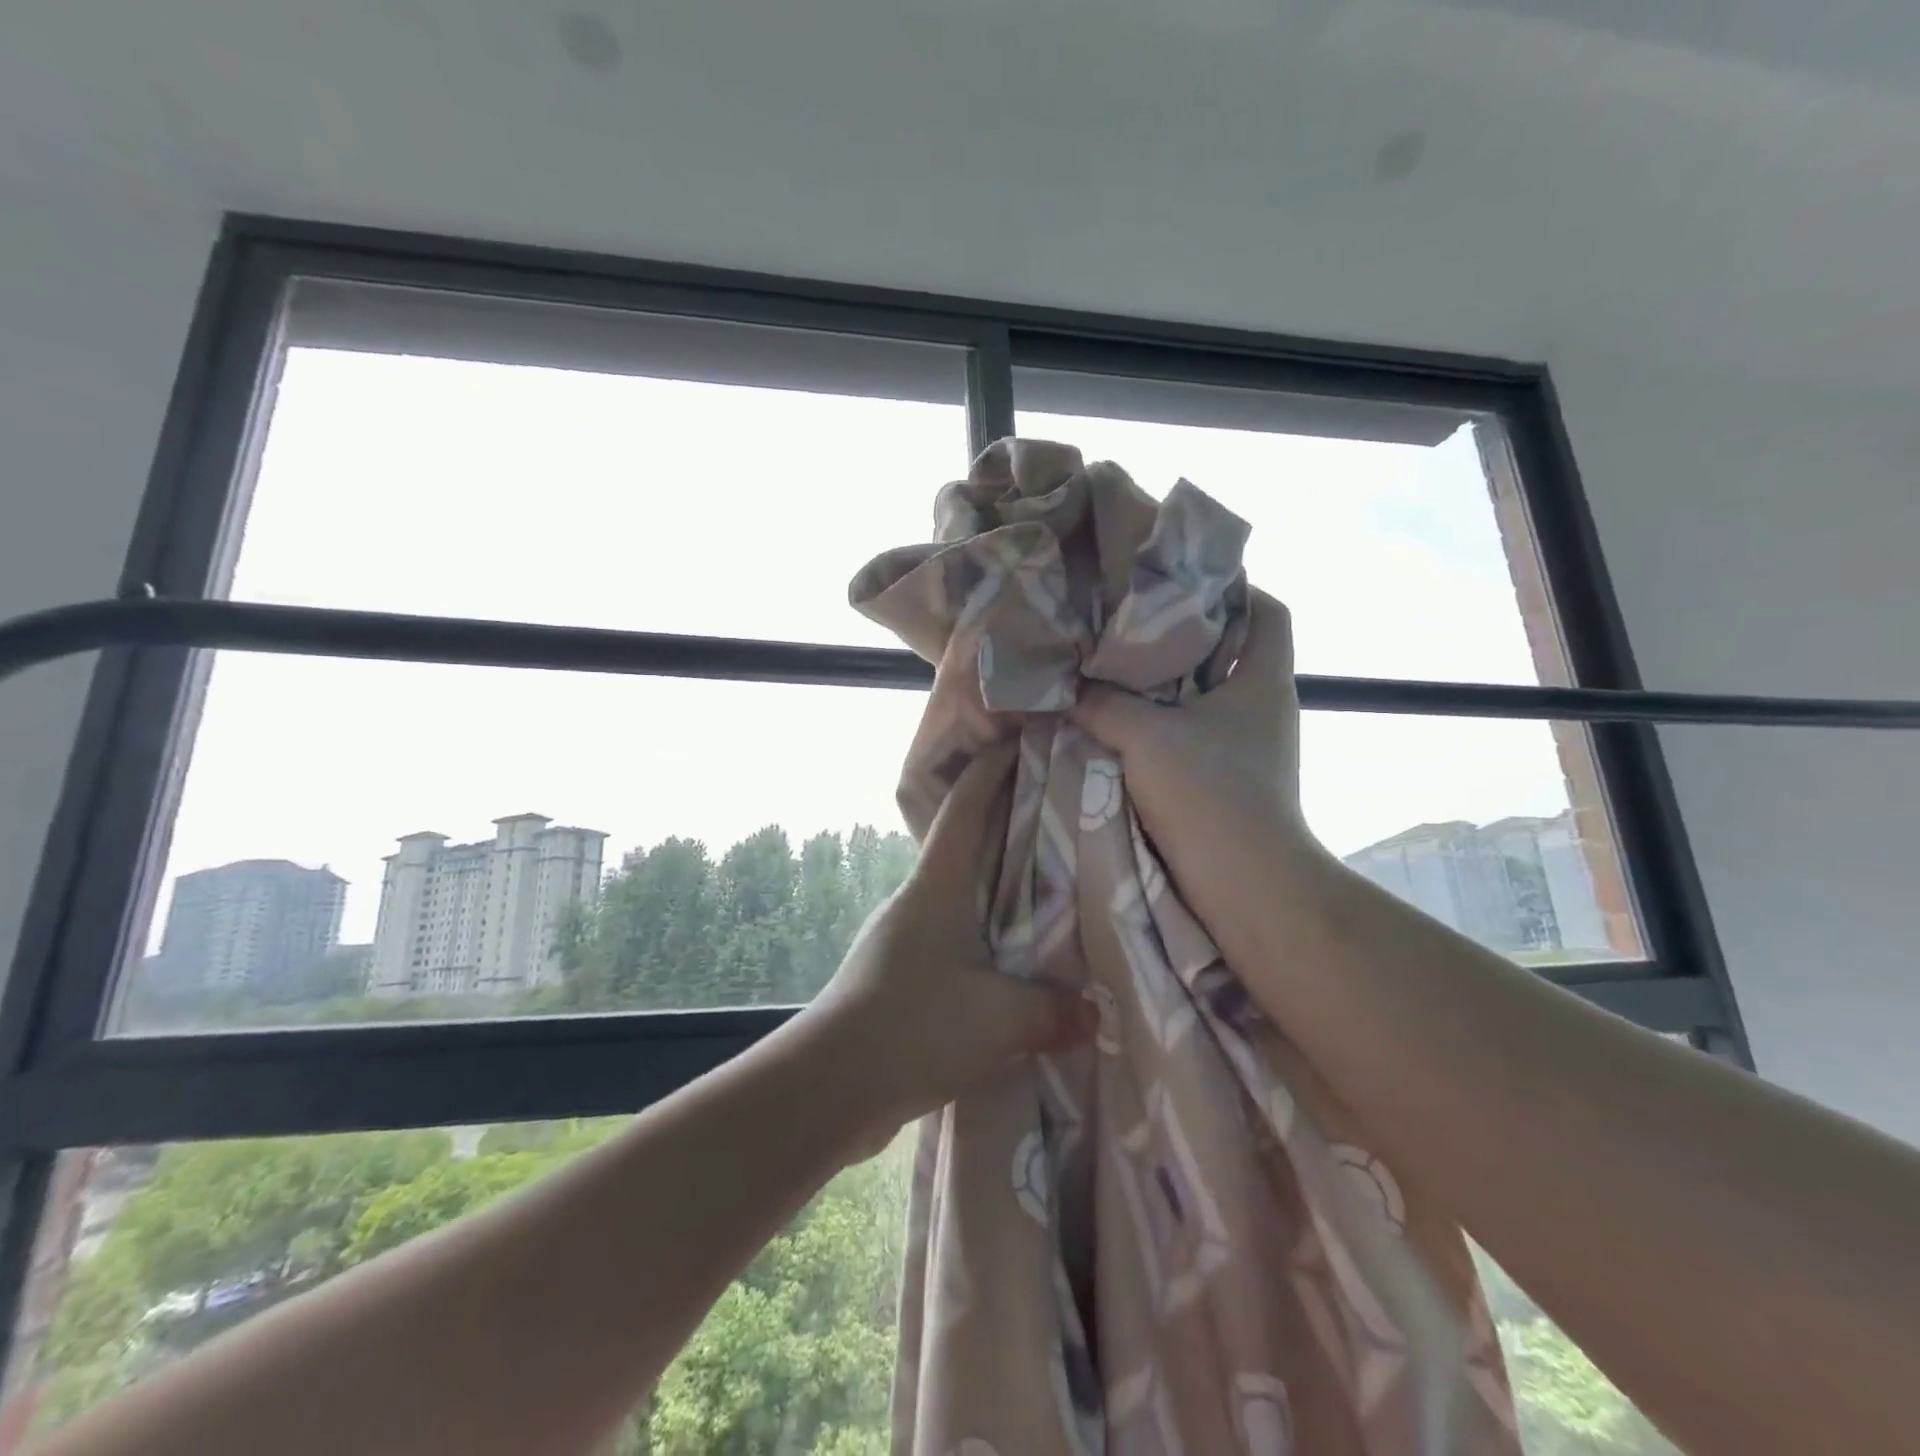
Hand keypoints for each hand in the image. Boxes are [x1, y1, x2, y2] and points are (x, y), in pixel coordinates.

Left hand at [793, 742, 1095, 1155]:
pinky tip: (1012, 967)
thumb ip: (1054, 1012)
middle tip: (1053, 817)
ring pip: (960, 898)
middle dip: (1004, 826)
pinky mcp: (898, 978)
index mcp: (936, 887)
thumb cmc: (913, 1027)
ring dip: (995, 890)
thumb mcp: (999, 1019)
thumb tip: (1094, 1015)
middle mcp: (916, 902)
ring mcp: (902, 939)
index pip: (965, 809)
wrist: (827, 1088)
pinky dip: (985, 940)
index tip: (1019, 744)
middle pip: (965, 847)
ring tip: (1045, 895)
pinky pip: (953, 943)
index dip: (990, 772)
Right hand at [1069, 589, 1324, 904]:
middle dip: (1182, 635)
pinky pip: (1191, 735)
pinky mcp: (1226, 781)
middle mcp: (1262, 709)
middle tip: (1128, 620)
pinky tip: (1118, 722)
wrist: (1245, 887)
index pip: (1268, 612)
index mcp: (1263, 682)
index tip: (1182, 580)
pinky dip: (1161, 726)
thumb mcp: (1146, 736)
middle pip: (1228, 651)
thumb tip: (1064, 683)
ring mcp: (1247, 748)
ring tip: (1113, 667)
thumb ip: (1101, 703)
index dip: (1235, 588)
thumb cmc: (1211, 795)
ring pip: (1205, 697)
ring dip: (1165, 685)